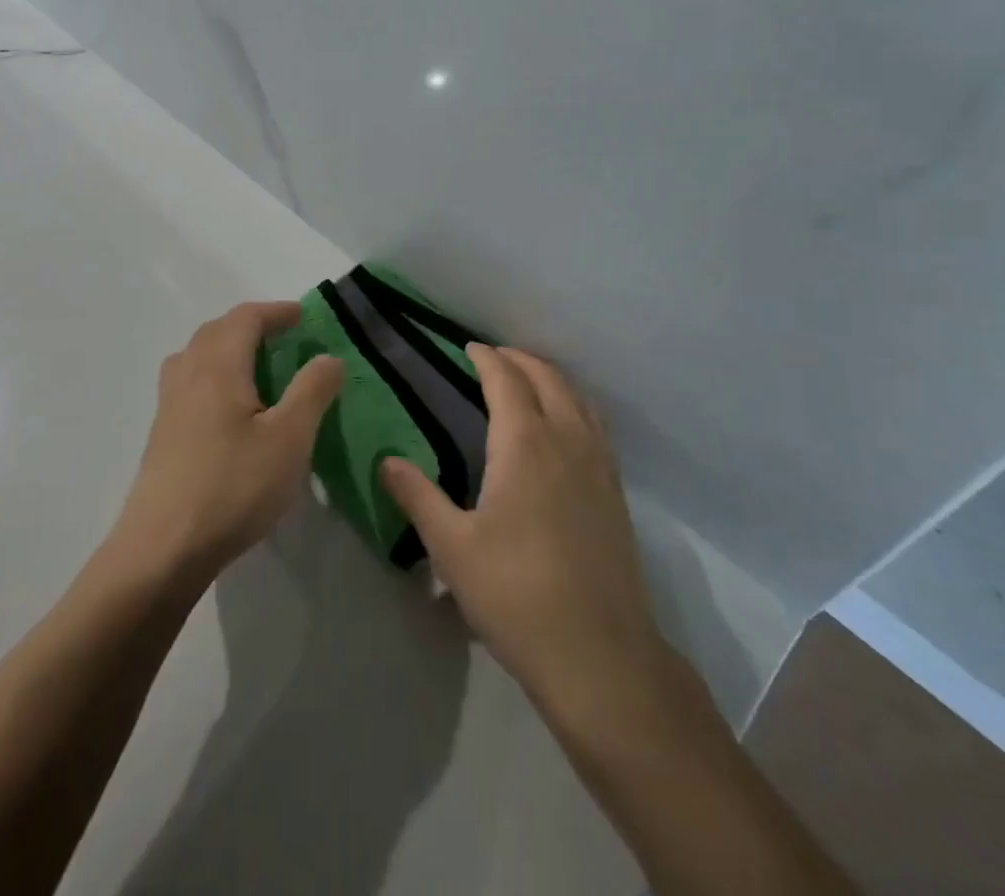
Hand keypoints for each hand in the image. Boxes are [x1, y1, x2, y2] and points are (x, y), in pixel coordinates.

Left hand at [112, 302, 343, 587]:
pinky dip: (213, 374)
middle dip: (251, 325)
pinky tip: (229, 409)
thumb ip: (312, 391)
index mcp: (218, 366)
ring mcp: (168, 405)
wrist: (162, 549)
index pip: (245, 318)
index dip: (276, 311)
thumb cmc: (232, 487)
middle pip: (216, 330)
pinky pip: (188, 382)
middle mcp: (188, 374)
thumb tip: (328, 356)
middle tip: (284, 338)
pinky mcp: (161, 434)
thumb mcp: (289, 439)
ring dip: (227, 347)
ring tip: (256, 367)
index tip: (304, 316)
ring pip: (196, 355)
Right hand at [381, 345, 666, 710]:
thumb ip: (418, 496)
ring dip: (550, 378)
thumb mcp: (452, 547)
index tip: (469, 348)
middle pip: (548, 379)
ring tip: (527, 381)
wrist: (600, 656)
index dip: (487, 358)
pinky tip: (563, 429)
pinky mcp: (616, 493)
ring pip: (578, 398)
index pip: (506, 381)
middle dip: (520, 360)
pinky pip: (595, 425)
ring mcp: (599, 466)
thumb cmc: (515, 594)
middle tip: (493, 358)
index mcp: (526, 444)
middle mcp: (567, 441)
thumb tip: (387, 460)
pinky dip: (574, 405)